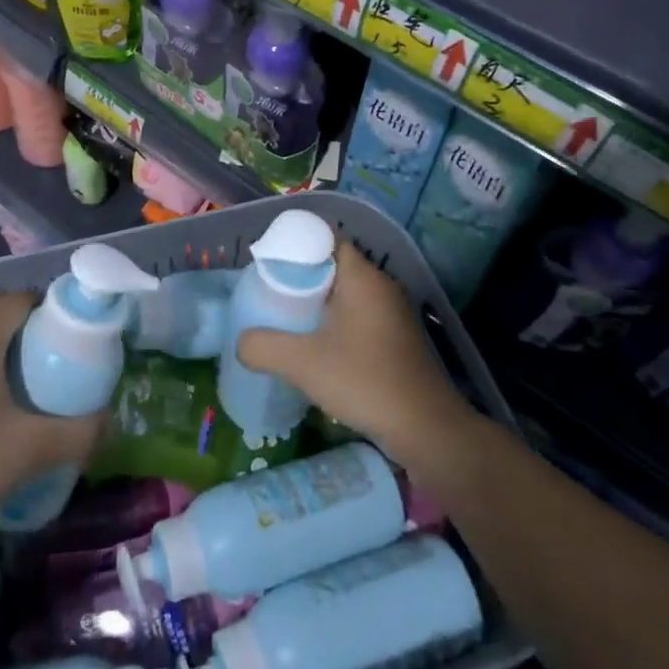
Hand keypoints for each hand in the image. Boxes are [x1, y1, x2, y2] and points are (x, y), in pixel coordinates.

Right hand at [238, 243, 475, 469]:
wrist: (426, 429)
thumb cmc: (364, 381)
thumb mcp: (302, 363)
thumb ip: (263, 347)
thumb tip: (242, 343)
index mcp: (362, 277)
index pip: (326, 239)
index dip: (295, 247)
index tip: (268, 267)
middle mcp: (382, 286)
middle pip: (333, 267)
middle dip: (301, 279)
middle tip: (270, 297)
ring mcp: (394, 313)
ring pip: (346, 295)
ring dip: (318, 305)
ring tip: (287, 323)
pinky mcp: (398, 339)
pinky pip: (359, 317)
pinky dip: (336, 324)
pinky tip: (318, 350)